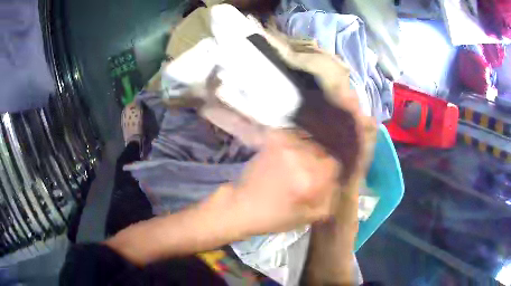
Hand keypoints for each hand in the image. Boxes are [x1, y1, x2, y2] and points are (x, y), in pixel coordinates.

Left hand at [228, 130, 340, 235]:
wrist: (242, 206)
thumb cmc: (275, 217)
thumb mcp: (308, 217)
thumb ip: (330, 198)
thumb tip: (337, 180)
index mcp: (308, 180)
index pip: (334, 164)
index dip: (331, 173)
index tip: (324, 180)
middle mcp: (298, 158)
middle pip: (322, 151)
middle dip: (320, 163)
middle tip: (310, 174)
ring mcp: (284, 146)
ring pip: (309, 142)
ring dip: (308, 153)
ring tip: (297, 166)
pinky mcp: (272, 141)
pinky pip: (294, 135)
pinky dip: (296, 143)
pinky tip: (290, 157)